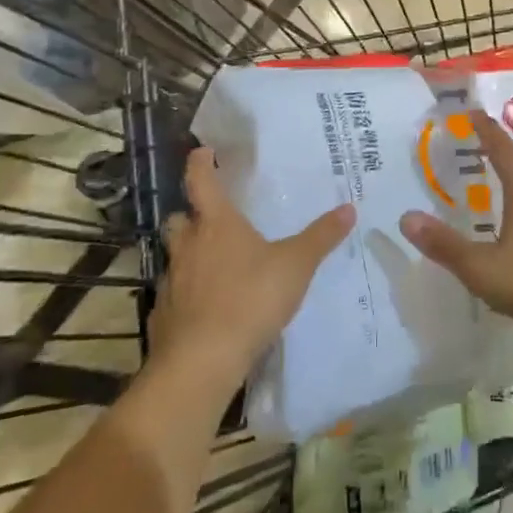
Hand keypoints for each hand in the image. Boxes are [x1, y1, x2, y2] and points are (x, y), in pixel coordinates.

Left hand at [149, 148, 353, 385]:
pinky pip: (174, 293)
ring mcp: (172, 281)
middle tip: (210, 217)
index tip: (202, 152)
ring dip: (189, 253)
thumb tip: (349, 208)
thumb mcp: (296, 265)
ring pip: (175, 256)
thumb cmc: (250, 298)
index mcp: (217, 224)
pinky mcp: (164, 315)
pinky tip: (207, 305)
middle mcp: (189, 246)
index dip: (199, 164)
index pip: (201, 182)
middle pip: (179, 219)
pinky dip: (187, 292)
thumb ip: (321, 237)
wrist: (202, 361)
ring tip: (214, 263)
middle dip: (191, 213)